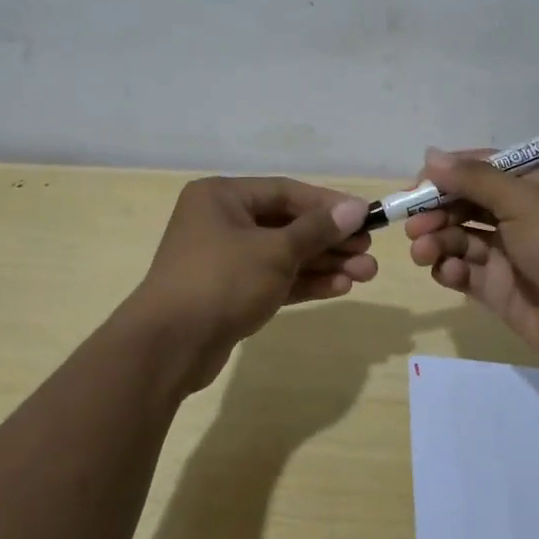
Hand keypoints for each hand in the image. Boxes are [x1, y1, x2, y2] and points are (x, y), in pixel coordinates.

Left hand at [128, 177, 374, 370]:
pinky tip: (340, 287)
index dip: (327, 204)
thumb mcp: (274, 252)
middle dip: (330, 240)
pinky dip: (303, 282)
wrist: (169, 346)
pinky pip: (272, 279)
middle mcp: (220, 221)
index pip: (285, 192)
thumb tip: (355, 208)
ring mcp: (224, 259)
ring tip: (365, 274)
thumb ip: (316, 230)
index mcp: (222, 197)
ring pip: (282, 255)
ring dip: (323, 263)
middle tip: (368, 252)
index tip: (364, 216)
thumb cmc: (221, 281)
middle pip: (286, 224)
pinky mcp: (229, 292)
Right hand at [404, 149, 538, 372]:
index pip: (479, 169)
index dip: (446, 175)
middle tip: (413, 224)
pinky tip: (450, 273)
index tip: (417, 186)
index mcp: (532, 184)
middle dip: (435, 211)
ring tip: (423, 251)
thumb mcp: (523, 201)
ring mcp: (507, 253)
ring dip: (436, 240)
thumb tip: (430, 155)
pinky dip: (450, 269)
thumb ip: (473, 179)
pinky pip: (462, 272)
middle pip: (463, 204)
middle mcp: (518, 214)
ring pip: (457, 238)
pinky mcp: (497, 288)